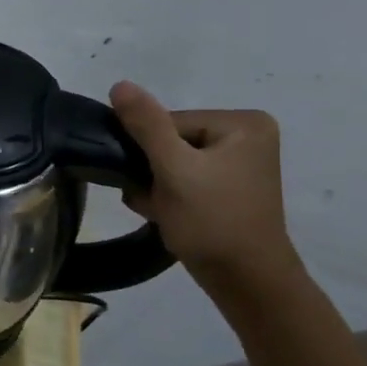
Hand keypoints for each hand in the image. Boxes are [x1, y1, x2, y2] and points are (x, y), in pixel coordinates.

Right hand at [109, 81, 300, 291]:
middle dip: (151, 172)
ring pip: (169, 162)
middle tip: (157, 200)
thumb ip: (146, 125)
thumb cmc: (212, 221)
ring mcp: (238, 164)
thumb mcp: (174, 169)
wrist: (245, 281)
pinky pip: (182, 179)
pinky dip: (167, 196)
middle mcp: (246, 137)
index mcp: (243, 123)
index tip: (153, 181)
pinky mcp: (227, 188)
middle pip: (168, 141)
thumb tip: (120, 84)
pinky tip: (167, 215)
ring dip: (154, 186)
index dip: (149, 152)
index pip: (168, 122)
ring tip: (162, 210)